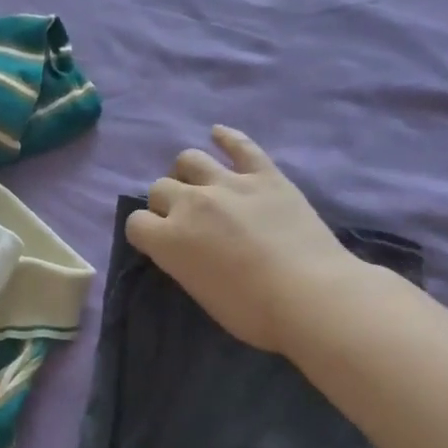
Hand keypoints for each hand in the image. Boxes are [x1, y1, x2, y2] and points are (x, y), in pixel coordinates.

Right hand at [126, 126, 351, 354]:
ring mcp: (228, 184)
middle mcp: (190, 203)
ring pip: (189, 159)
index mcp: (168, 240)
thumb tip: (188, 249)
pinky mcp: (265, 175)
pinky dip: (227, 138)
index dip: (146, 233)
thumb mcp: (201, 293)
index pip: (136, 223)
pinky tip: (218, 134)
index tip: (161, 243)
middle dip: (166, 203)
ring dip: (188, 173)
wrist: (311, 296)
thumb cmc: (253, 312)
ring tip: (201, 186)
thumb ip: (184, 262)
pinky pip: (240, 146)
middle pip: (160, 188)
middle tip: (187, 221)